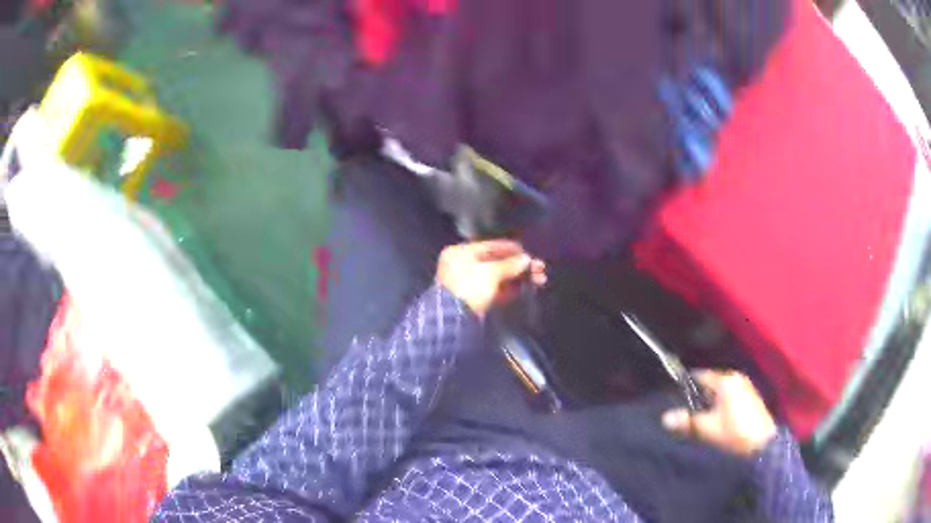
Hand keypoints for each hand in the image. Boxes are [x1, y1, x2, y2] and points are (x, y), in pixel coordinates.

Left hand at [436, 240, 545, 317]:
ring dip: (518, 278)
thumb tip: (526, 260)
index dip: (511, 249)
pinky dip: (510, 289)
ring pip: (498, 277)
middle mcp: (462, 266)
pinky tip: (527, 288)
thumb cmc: (469, 287)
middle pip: (496, 262)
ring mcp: (468, 284)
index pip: (490, 246)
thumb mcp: (491, 272)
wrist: (454, 320)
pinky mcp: (475, 301)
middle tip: (539, 268)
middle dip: (519, 266)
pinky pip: (495, 291)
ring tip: (539, 279)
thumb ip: (510, 265)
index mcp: (461, 253)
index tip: (528, 253)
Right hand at [662, 370, 777, 456]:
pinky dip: (722, 403)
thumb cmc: (734, 432)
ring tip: (701, 417)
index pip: (701, 376)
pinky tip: (718, 418)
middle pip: (712, 382)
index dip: (688, 386)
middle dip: (700, 395)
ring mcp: (746, 386)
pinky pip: (731, 395)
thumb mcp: (708, 428)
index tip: (676, 396)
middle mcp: (736, 378)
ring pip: (722, 390)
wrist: (762, 443)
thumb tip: (665, 417)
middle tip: (688, 410)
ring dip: (711, 401)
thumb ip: (687, 421)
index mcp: (725, 380)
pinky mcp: (751, 397)